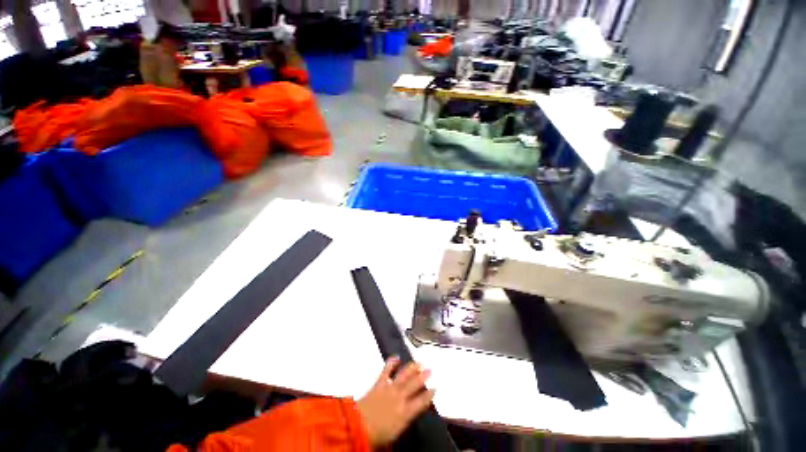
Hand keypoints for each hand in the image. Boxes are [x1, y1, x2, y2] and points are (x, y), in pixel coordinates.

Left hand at [357, 357, 434, 447]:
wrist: (359, 427)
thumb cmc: (378, 436)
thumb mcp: (396, 433)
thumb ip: (405, 420)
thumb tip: (410, 413)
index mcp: (406, 412)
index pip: (422, 402)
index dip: (429, 395)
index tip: (435, 388)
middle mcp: (401, 397)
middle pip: (415, 385)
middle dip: (423, 377)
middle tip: (430, 369)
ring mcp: (390, 388)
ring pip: (404, 375)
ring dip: (412, 368)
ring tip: (418, 363)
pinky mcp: (379, 383)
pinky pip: (386, 371)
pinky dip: (391, 363)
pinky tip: (396, 357)